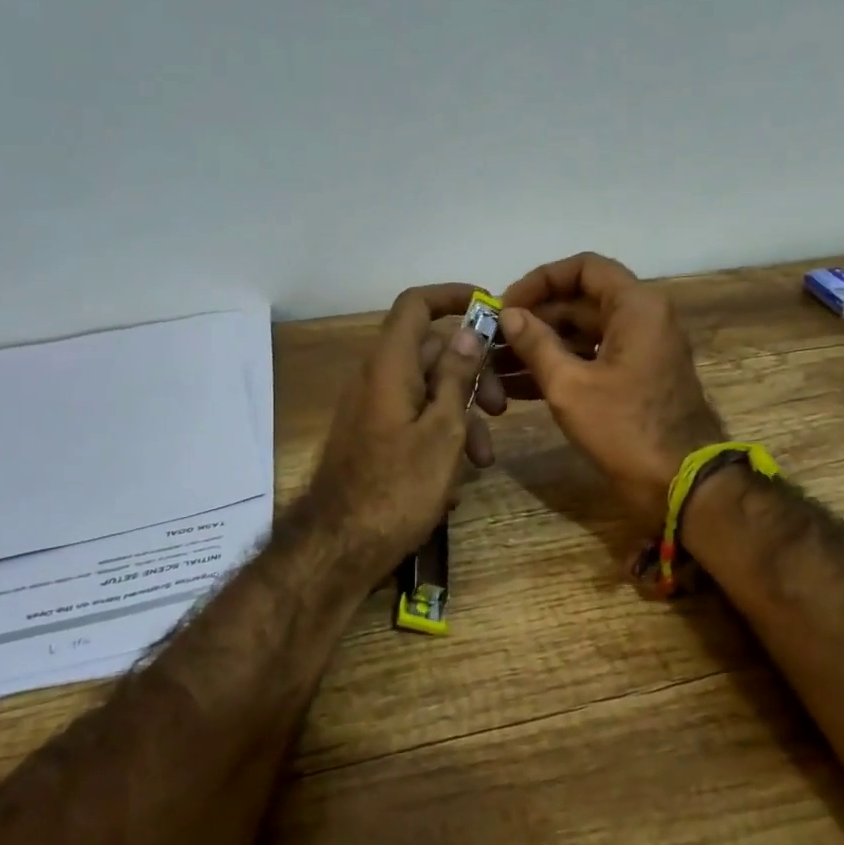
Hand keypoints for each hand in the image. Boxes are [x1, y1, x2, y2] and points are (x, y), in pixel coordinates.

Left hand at [304, 283, 496, 575]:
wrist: (340, 547)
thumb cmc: (399, 487)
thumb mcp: (442, 431)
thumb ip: (456, 377)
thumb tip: (467, 331)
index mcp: (390, 366)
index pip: (416, 305)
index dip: (452, 297)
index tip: (489, 309)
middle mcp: (376, 379)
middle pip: (431, 352)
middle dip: (473, 375)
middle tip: (503, 409)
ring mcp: (372, 410)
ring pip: (427, 391)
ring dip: (462, 416)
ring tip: (484, 461)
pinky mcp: (373, 439)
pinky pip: (413, 420)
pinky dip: (440, 437)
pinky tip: (455, 480)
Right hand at [499, 252, 724, 528]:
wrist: (682, 485)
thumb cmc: (626, 430)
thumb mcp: (571, 387)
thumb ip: (537, 344)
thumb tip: (510, 315)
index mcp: (636, 307)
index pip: (584, 268)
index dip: (540, 280)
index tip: (506, 306)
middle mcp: (643, 318)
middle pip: (581, 302)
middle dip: (535, 319)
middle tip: (492, 340)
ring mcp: (642, 350)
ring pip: (584, 334)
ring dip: (542, 347)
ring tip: (496, 366)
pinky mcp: (637, 379)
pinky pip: (593, 360)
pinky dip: (561, 368)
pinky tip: (519, 388)